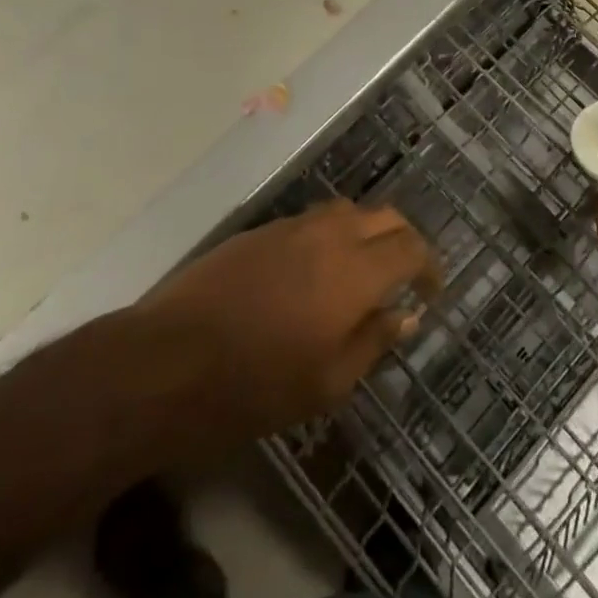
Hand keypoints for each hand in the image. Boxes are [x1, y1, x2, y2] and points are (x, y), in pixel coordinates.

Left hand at [131, 200, 439, 447]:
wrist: (167, 361)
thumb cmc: (253, 386)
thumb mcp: (326, 384)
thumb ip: (373, 341)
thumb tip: (405, 315)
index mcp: (354, 270)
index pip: (411, 247)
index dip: (429, 265)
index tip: (430, 291)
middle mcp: (330, 234)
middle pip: (385, 216)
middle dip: (404, 240)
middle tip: (404, 275)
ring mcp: (292, 227)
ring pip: (347, 211)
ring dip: (367, 232)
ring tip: (362, 270)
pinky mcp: (261, 231)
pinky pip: (312, 220)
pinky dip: (331, 235)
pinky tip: (316, 271)